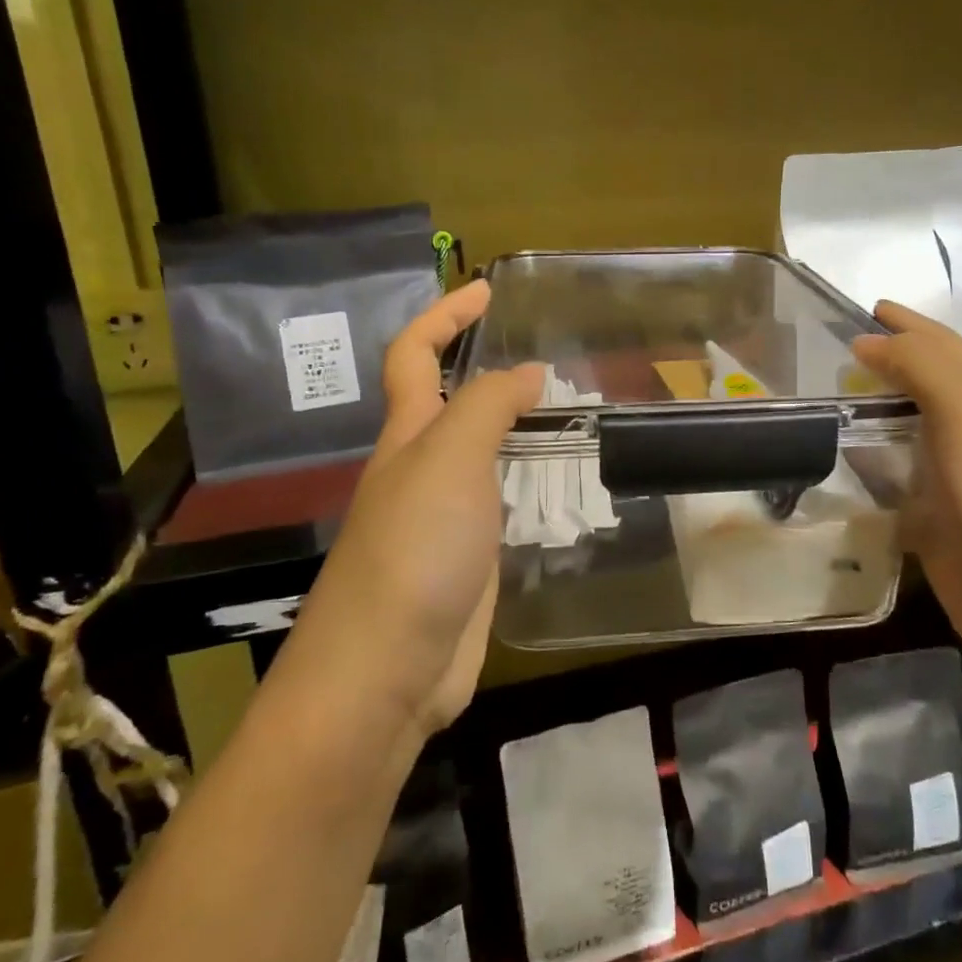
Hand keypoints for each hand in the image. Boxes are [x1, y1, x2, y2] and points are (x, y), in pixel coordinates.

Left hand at [284, 282, 542, 742]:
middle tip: (553, 357)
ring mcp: (444, 518)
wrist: (386, 671)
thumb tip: (528, 371)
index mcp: (407, 436)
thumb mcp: (449, 459)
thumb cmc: (413, 550)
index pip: (414, 355)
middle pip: (450, 402)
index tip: (489, 290)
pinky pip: (502, 505)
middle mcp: (421, 469)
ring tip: (575, 413)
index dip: (444, 316)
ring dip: (519, 428)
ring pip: (483, 454)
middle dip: (490, 369)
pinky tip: (564, 487)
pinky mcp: (469, 561)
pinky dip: (529, 484)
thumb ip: (487, 406)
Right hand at [851, 302, 961, 654]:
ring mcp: (947, 473)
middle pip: (924, 380)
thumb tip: (867, 340)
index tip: (869, 306)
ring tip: (829, 397)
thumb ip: (918, 365)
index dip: (907, 322)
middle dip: (890, 357)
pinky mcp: (928, 514)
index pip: (940, 344)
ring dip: (872, 407)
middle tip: (840, 347)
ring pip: (905, 426)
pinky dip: (866, 459)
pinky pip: (890, 473)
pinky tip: (839, 460)